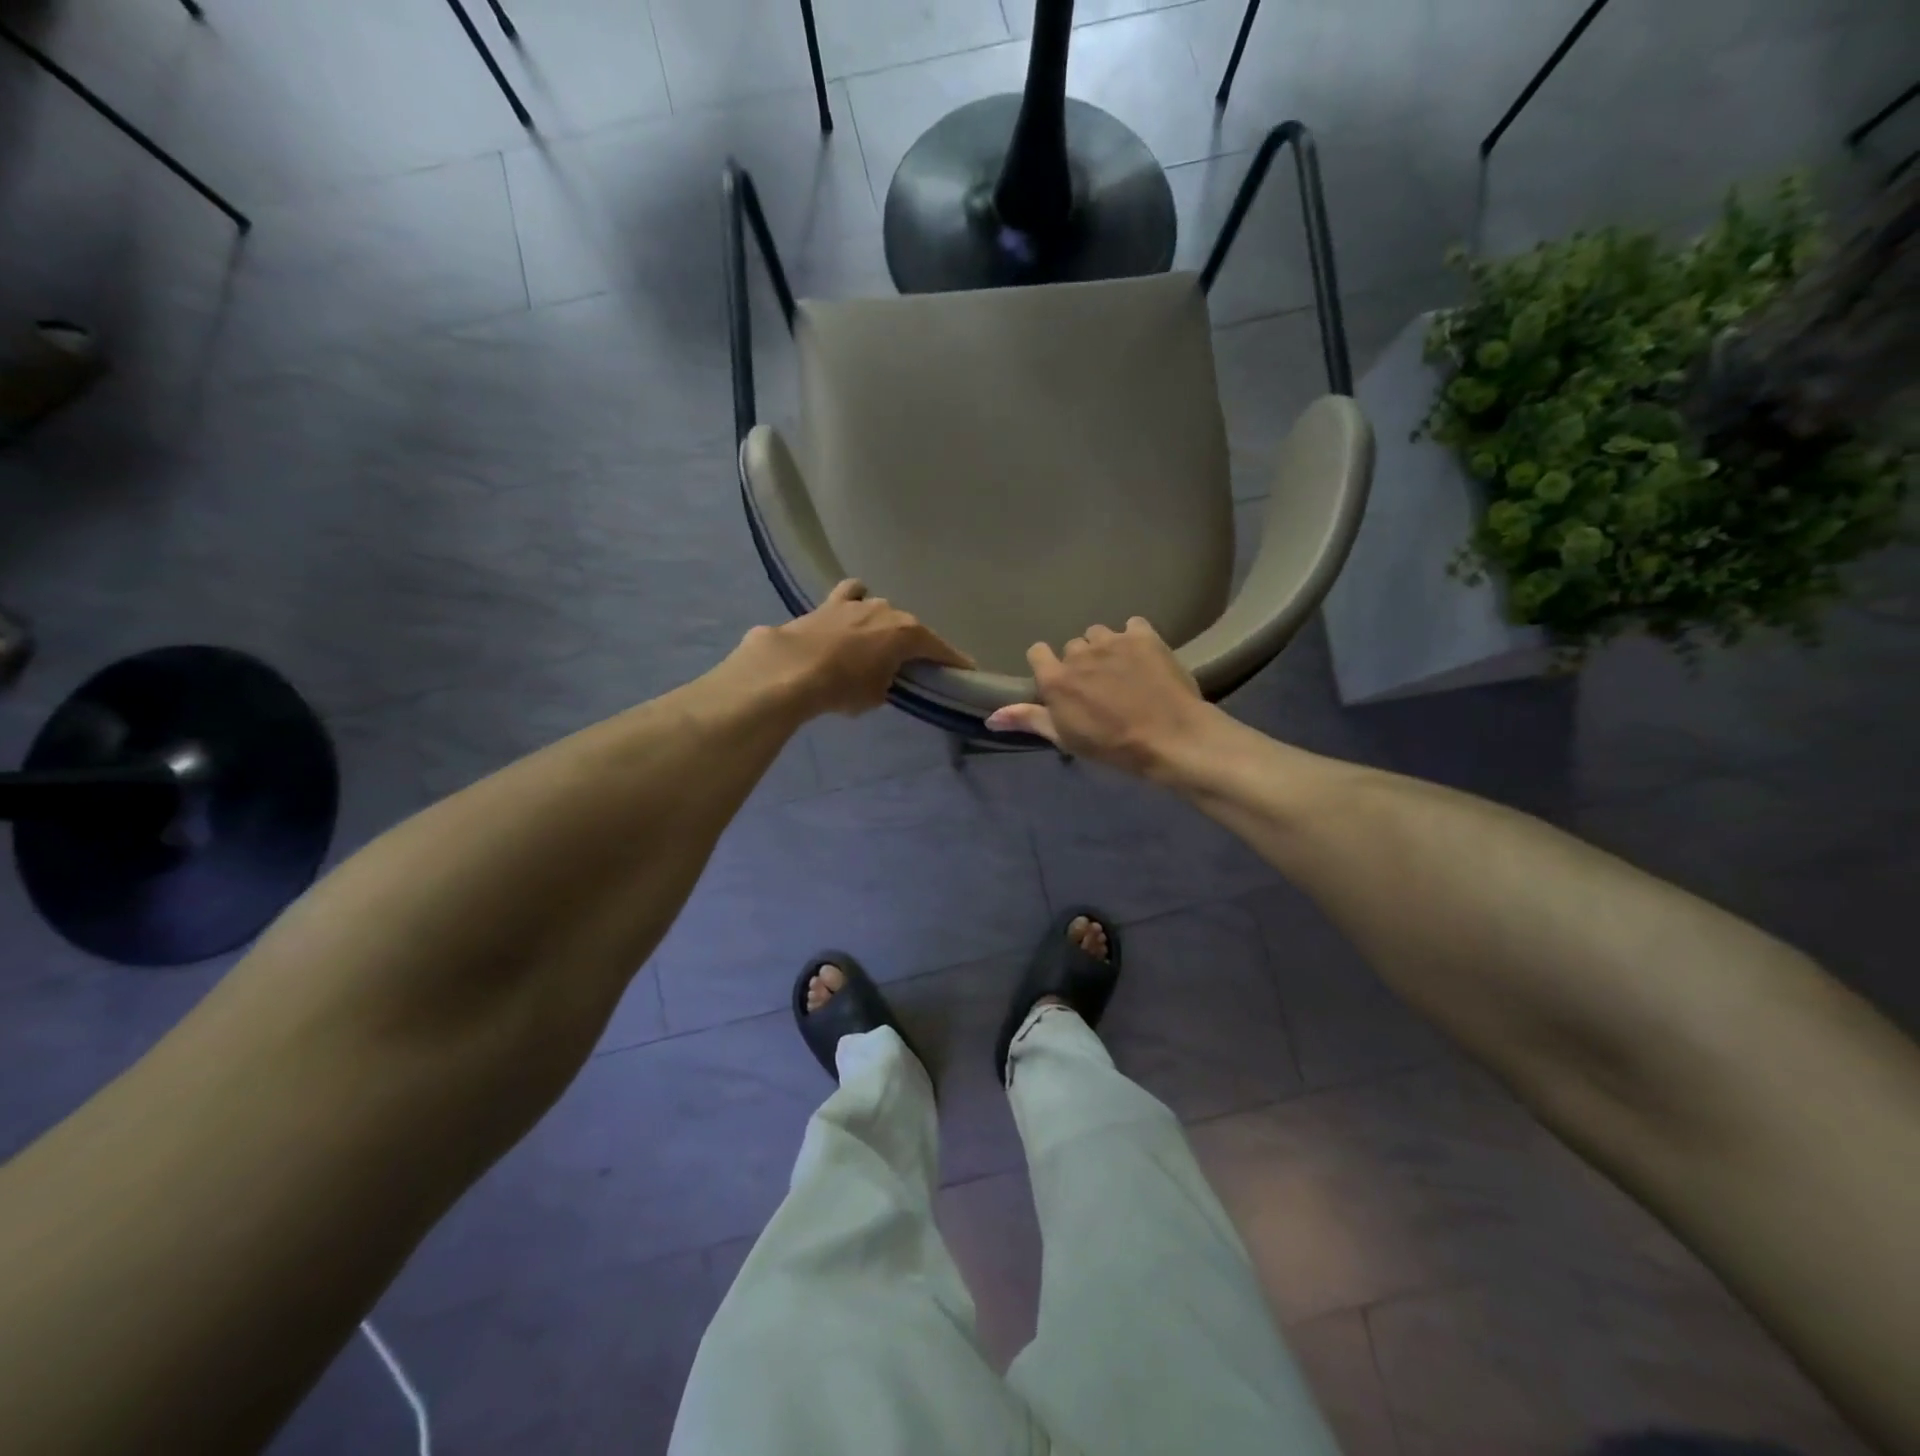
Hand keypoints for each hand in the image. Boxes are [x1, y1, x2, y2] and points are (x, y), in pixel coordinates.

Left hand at [740, 580, 973, 716]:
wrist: (792, 669)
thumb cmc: (843, 687)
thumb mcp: (877, 695)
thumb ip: (889, 682)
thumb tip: (884, 676)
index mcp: (909, 633)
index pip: (941, 650)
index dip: (954, 663)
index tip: (966, 671)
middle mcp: (889, 610)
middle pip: (911, 629)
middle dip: (914, 646)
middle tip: (912, 666)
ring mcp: (859, 602)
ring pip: (882, 611)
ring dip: (883, 626)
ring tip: (876, 644)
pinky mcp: (830, 603)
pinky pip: (851, 596)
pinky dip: (854, 603)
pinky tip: (850, 615)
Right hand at [985, 618, 1215, 776]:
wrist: (1170, 737)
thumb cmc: (1112, 746)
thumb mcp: (1066, 738)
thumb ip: (1029, 720)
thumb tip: (990, 717)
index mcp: (1055, 678)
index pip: (1037, 652)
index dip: (1048, 667)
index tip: (1062, 685)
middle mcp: (1078, 653)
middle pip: (1072, 647)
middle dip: (1081, 663)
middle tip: (1099, 687)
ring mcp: (1112, 641)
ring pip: (1099, 634)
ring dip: (1105, 649)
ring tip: (1123, 672)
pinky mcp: (1143, 635)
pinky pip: (1132, 625)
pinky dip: (1134, 637)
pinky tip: (1144, 658)